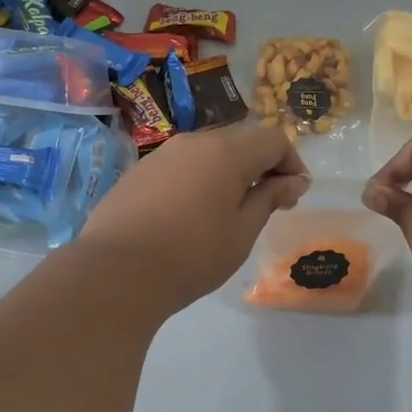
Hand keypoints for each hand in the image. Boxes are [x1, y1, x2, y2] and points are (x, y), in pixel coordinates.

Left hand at [78, 123, 309, 309]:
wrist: (116, 271)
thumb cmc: (192, 255)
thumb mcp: (242, 232)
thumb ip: (269, 198)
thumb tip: (294, 181)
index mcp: (226, 152)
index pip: (273, 139)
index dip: (292, 163)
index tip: (294, 194)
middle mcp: (195, 142)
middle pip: (240, 140)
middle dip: (262, 165)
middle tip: (268, 202)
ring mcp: (162, 154)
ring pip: (208, 151)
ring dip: (229, 171)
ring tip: (230, 209)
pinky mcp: (139, 171)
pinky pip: (181, 165)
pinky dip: (199, 179)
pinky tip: (192, 213)